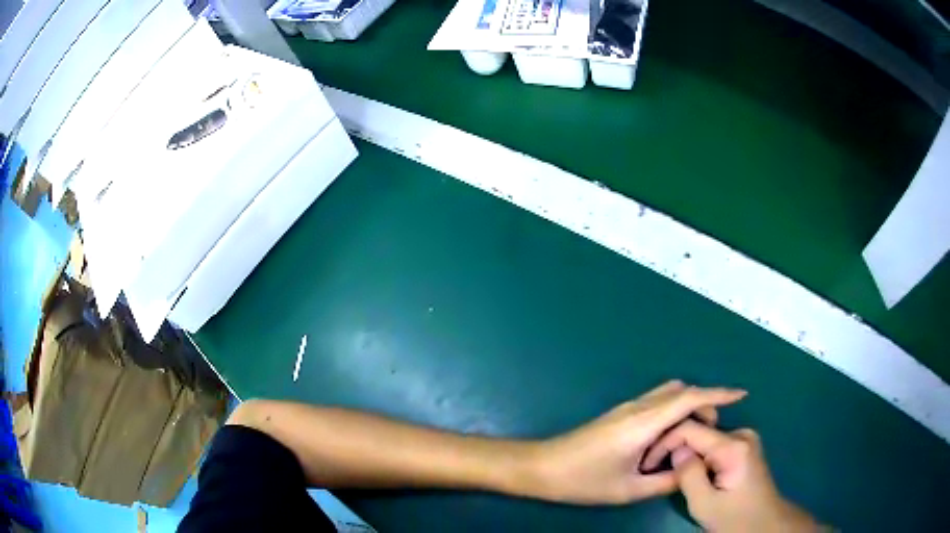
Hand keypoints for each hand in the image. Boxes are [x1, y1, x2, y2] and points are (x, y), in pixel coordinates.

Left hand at [530, 380, 745, 504]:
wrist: (542, 467)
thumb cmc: (583, 481)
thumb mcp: (629, 490)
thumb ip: (666, 481)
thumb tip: (691, 469)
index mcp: (644, 422)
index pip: (690, 397)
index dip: (719, 393)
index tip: (742, 394)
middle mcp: (638, 407)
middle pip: (681, 391)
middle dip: (704, 404)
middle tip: (709, 434)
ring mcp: (626, 408)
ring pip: (668, 394)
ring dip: (686, 408)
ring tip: (689, 439)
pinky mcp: (619, 414)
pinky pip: (655, 403)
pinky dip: (671, 412)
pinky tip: (668, 438)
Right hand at [641, 421, 818, 531]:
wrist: (764, 524)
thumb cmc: (734, 519)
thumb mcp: (704, 504)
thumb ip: (688, 474)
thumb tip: (675, 449)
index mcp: (733, 446)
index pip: (690, 429)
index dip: (664, 443)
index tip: (646, 463)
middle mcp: (741, 434)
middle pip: (698, 432)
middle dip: (675, 449)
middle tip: (655, 470)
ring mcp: (744, 440)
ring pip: (704, 440)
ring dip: (686, 455)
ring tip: (669, 472)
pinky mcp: (744, 448)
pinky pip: (714, 446)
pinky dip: (698, 458)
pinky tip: (689, 472)